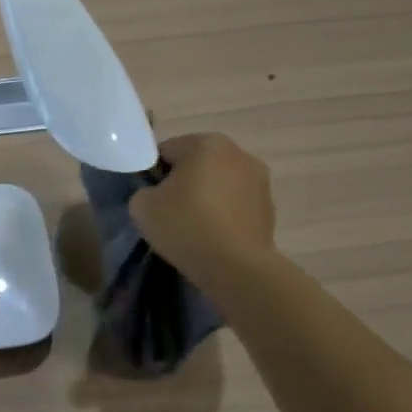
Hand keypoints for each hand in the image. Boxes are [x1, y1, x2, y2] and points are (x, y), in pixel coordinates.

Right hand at [130, 133, 276, 282]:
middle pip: (197, 164)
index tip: (148, 198)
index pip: (166, 151)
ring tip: (192, 228)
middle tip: (167, 212)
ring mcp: (260, 181)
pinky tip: (212, 238)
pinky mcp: (269, 209)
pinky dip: (223, 215)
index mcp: (206, 143)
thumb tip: (155, 195)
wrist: (235, 267)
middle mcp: (239, 153)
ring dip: (206, 198)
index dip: (152, 174)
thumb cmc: (185, 225)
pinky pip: (235, 206)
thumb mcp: (141, 206)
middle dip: (182, 183)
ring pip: (219, 184)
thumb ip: (143, 191)